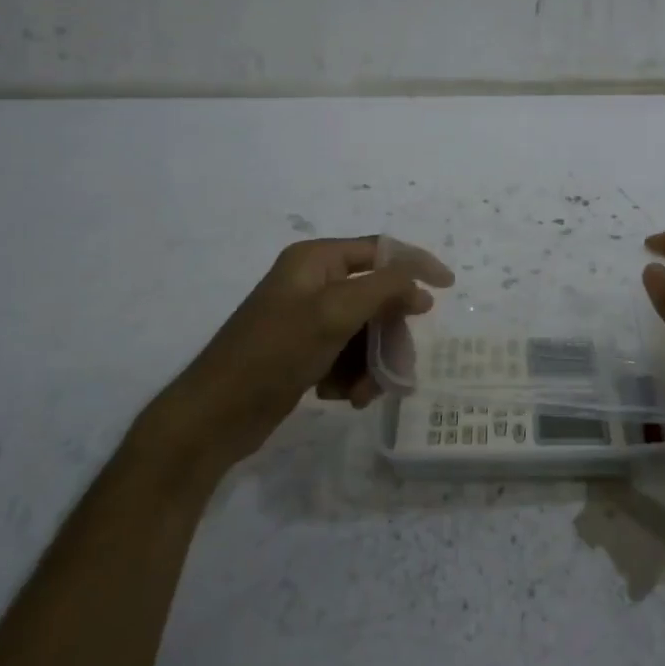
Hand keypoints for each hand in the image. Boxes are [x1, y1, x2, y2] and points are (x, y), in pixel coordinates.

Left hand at [141, 237, 452, 464]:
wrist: (216, 415)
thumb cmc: (275, 353)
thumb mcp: (335, 313)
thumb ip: (384, 289)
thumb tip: (421, 286)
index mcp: (315, 260)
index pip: (380, 250)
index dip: (416, 265)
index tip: (448, 287)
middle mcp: (312, 283)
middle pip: (376, 298)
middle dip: (388, 335)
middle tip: (397, 365)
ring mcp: (307, 319)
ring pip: (365, 333)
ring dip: (372, 363)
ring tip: (362, 393)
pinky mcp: (303, 352)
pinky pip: (346, 356)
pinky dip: (352, 376)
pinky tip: (342, 397)